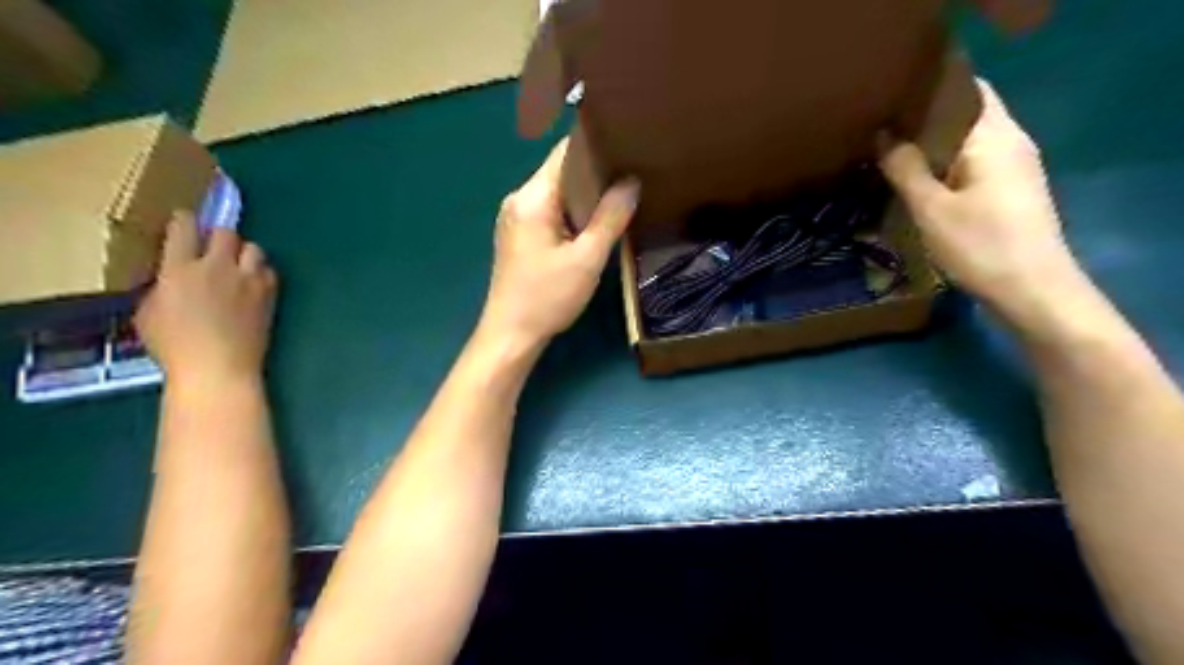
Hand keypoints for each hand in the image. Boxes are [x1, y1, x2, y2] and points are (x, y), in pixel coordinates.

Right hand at [135, 213, 278, 386]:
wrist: (219, 368)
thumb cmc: (175, 347)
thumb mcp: (149, 313)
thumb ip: (162, 286)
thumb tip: (172, 277)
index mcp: (179, 269)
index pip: (184, 228)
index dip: (185, 221)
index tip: (185, 223)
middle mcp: (217, 268)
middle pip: (226, 232)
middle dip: (219, 236)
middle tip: (214, 249)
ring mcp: (248, 280)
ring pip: (254, 248)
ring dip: (244, 253)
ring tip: (237, 267)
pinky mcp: (269, 294)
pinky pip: (269, 271)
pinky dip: (262, 272)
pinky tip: (253, 284)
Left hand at [476, 138, 637, 350]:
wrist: (510, 336)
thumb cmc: (547, 297)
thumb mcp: (587, 259)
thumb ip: (610, 217)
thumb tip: (631, 182)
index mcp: (532, 197)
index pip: (565, 153)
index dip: (597, 147)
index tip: (628, 147)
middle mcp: (519, 200)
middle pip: (561, 172)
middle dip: (596, 173)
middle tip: (632, 175)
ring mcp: (516, 219)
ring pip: (557, 194)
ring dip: (585, 196)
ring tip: (620, 197)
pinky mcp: (519, 237)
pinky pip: (550, 213)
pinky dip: (572, 214)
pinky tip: (594, 224)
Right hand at [879, 79, 1078, 320]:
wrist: (1033, 290)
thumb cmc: (981, 245)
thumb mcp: (932, 209)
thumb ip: (905, 169)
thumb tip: (884, 135)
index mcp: (994, 137)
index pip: (965, 91)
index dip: (929, 90)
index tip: (891, 98)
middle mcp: (1010, 142)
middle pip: (967, 115)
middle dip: (926, 119)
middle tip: (882, 128)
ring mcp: (1014, 167)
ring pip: (969, 141)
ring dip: (934, 144)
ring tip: (892, 152)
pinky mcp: (1011, 190)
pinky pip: (973, 163)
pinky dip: (946, 164)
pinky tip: (919, 180)